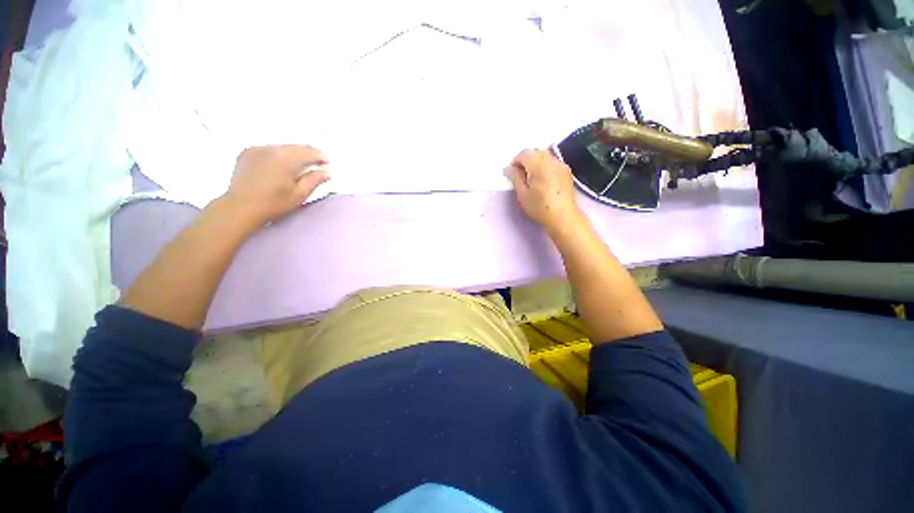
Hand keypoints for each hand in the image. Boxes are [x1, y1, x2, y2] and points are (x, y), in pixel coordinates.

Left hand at [223, 145, 329, 227]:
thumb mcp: (299, 195)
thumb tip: (326, 171)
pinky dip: (279, 153)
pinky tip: (281, 164)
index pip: (309, 152)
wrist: (240, 207)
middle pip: (297, 146)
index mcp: (286, 160)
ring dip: (295, 153)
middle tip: (317, 164)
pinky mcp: (248, 151)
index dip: (321, 157)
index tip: (327, 163)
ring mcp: (258, 149)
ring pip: (283, 146)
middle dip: (309, 153)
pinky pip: (269, 148)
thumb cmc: (274, 204)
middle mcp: (272, 149)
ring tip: (300, 164)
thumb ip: (314, 180)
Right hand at [505, 149, 581, 231]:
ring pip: (544, 156)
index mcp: (539, 164)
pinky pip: (552, 162)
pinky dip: (545, 166)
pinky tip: (543, 180)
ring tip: (532, 179)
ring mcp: (561, 164)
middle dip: (525, 161)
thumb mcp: (522, 194)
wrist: (562, 216)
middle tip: (521, 176)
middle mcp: (551, 160)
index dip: (515, 162)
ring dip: (535, 163)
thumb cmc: (539, 207)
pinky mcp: (566, 171)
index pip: (524, 153)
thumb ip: (515, 178)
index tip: (512, 174)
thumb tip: (508, 168)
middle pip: (535, 152)